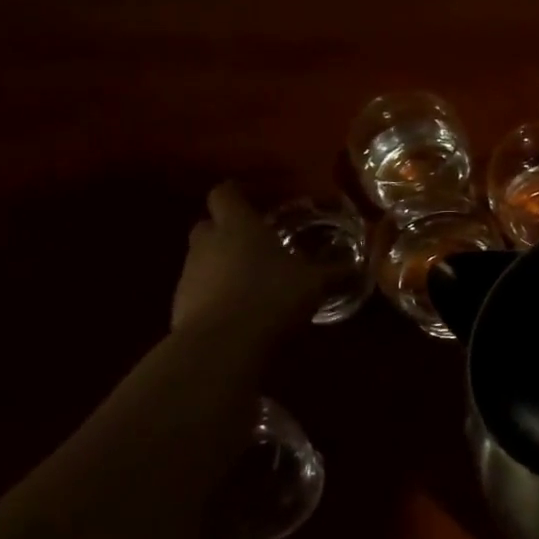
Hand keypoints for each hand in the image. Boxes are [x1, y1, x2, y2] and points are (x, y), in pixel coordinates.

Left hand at [171, 182, 328, 337]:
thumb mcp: (315, 282)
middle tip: (258, 241)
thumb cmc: (272, 296)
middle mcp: (208, 242)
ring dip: (223, 264)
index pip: (225, 193)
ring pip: (204, 258)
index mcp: (238, 225)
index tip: (257, 199)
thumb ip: (334, 270)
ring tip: (254, 280)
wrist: (221, 345)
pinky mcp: (180, 305)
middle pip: (209, 224)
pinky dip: (217, 294)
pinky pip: (200, 290)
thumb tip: (358, 264)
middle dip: (229, 230)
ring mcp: (189, 274)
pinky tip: (242, 309)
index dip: (238, 193)